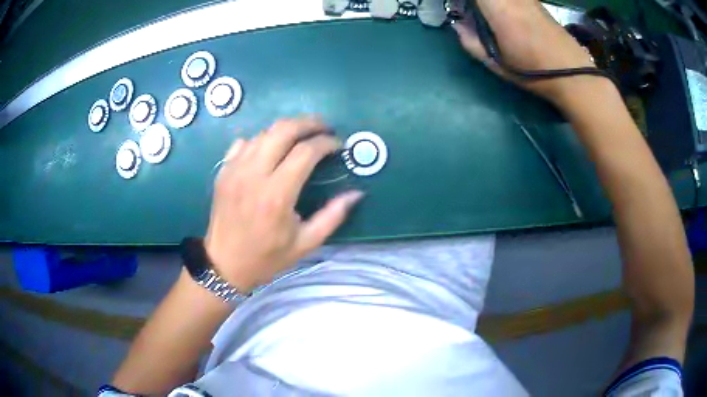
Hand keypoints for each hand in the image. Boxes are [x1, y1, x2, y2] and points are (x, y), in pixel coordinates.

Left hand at [204, 118, 363, 291]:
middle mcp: (254, 175)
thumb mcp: (306, 243)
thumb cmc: (267, 257)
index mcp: (277, 195)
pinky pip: (244, 142)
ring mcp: (235, 170)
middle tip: (324, 128)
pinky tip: (271, 150)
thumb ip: (333, 216)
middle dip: (309, 123)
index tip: (338, 144)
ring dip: (286, 130)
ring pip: (264, 133)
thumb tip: (356, 193)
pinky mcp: (223, 171)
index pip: (306, 151)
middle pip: (283, 130)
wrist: (224, 264)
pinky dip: (262, 140)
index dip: (326, 142)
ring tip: (302, 137)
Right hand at [453, 0, 597, 105]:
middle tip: (471, 11)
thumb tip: (458, 25)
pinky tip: (504, 13)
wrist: (574, 74)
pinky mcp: (536, 1)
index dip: (463, 0)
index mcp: (498, 8)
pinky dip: (505, 4)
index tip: (458, 7)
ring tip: (487, 14)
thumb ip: (472, 42)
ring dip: (491, 4)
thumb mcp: (497, 64)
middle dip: (478, 3)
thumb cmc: (534, 72)